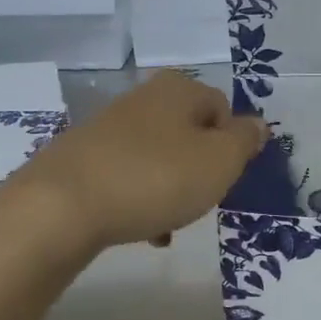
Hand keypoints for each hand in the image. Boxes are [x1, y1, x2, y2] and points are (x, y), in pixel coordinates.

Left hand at [17, 70, 267, 251]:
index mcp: (179, 89)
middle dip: (200, 171)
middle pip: (190, 135)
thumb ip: (245, 141)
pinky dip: (140, 200)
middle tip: (199, 200)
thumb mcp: (220, 161)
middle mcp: (143, 98)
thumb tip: (257, 124)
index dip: (231, 146)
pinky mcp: (83, 158)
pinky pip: (128, 177)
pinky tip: (140, 230)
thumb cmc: (156, 178)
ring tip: (168, 225)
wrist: (63, 206)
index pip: (223, 109)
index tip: (223, 178)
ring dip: (172, 190)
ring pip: (160, 159)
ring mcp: (108, 128)